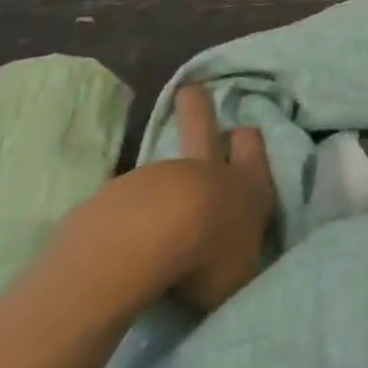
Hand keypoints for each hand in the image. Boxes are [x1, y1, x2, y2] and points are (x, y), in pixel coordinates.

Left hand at [67, 84, 275, 314]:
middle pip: (202, 127)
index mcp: (246, 184)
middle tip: (190, 92)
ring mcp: (157, 177)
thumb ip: (242, 264)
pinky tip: (122, 242)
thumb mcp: (243, 276)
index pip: (252, 145)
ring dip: (162, 183)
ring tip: (155, 218)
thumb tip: (238, 266)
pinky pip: (125, 200)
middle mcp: (206, 171)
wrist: (143, 246)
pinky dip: (127, 214)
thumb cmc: (208, 259)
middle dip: (198, 109)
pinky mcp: (115, 194)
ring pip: (163, 169)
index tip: (241, 134)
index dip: (247, 141)